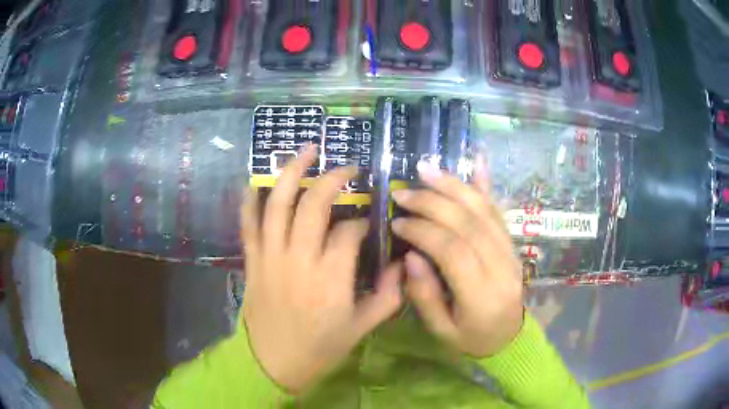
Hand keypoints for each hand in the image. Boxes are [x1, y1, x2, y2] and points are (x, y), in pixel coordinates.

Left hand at [241, 144, 402, 392]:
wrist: (272, 363)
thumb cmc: (320, 348)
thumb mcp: (362, 327)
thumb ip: (389, 295)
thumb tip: (405, 264)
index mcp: (331, 279)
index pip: (349, 231)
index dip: (362, 222)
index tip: (367, 223)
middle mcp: (299, 259)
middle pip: (314, 204)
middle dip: (334, 179)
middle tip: (348, 168)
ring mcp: (271, 257)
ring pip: (278, 204)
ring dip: (292, 172)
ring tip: (307, 150)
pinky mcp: (253, 261)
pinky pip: (248, 224)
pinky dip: (250, 200)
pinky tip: (258, 181)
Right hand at [391, 161, 523, 357]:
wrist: (509, 338)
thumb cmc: (471, 339)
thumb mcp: (441, 330)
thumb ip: (425, 294)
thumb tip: (411, 254)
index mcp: (482, 296)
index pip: (453, 251)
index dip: (424, 231)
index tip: (397, 220)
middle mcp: (502, 268)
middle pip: (470, 224)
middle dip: (434, 203)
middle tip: (403, 192)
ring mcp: (512, 252)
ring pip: (485, 211)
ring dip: (455, 186)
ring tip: (427, 170)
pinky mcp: (513, 244)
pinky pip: (499, 210)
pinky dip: (486, 185)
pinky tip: (478, 159)